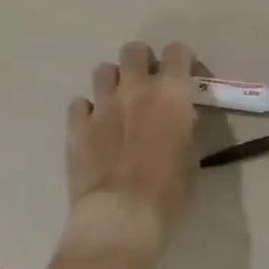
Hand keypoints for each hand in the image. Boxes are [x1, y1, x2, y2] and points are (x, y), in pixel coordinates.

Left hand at [64, 42, 196, 256]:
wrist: (120, 218)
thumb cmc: (168, 192)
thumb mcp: (192, 156)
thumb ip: (185, 128)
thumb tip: (179, 120)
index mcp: (171, 92)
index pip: (177, 51)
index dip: (181, 60)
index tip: (184, 76)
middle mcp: (136, 88)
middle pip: (134, 50)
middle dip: (141, 62)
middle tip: (146, 84)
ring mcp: (102, 105)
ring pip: (103, 70)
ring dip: (112, 82)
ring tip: (117, 103)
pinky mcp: (77, 127)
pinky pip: (79, 105)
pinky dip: (87, 112)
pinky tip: (93, 129)